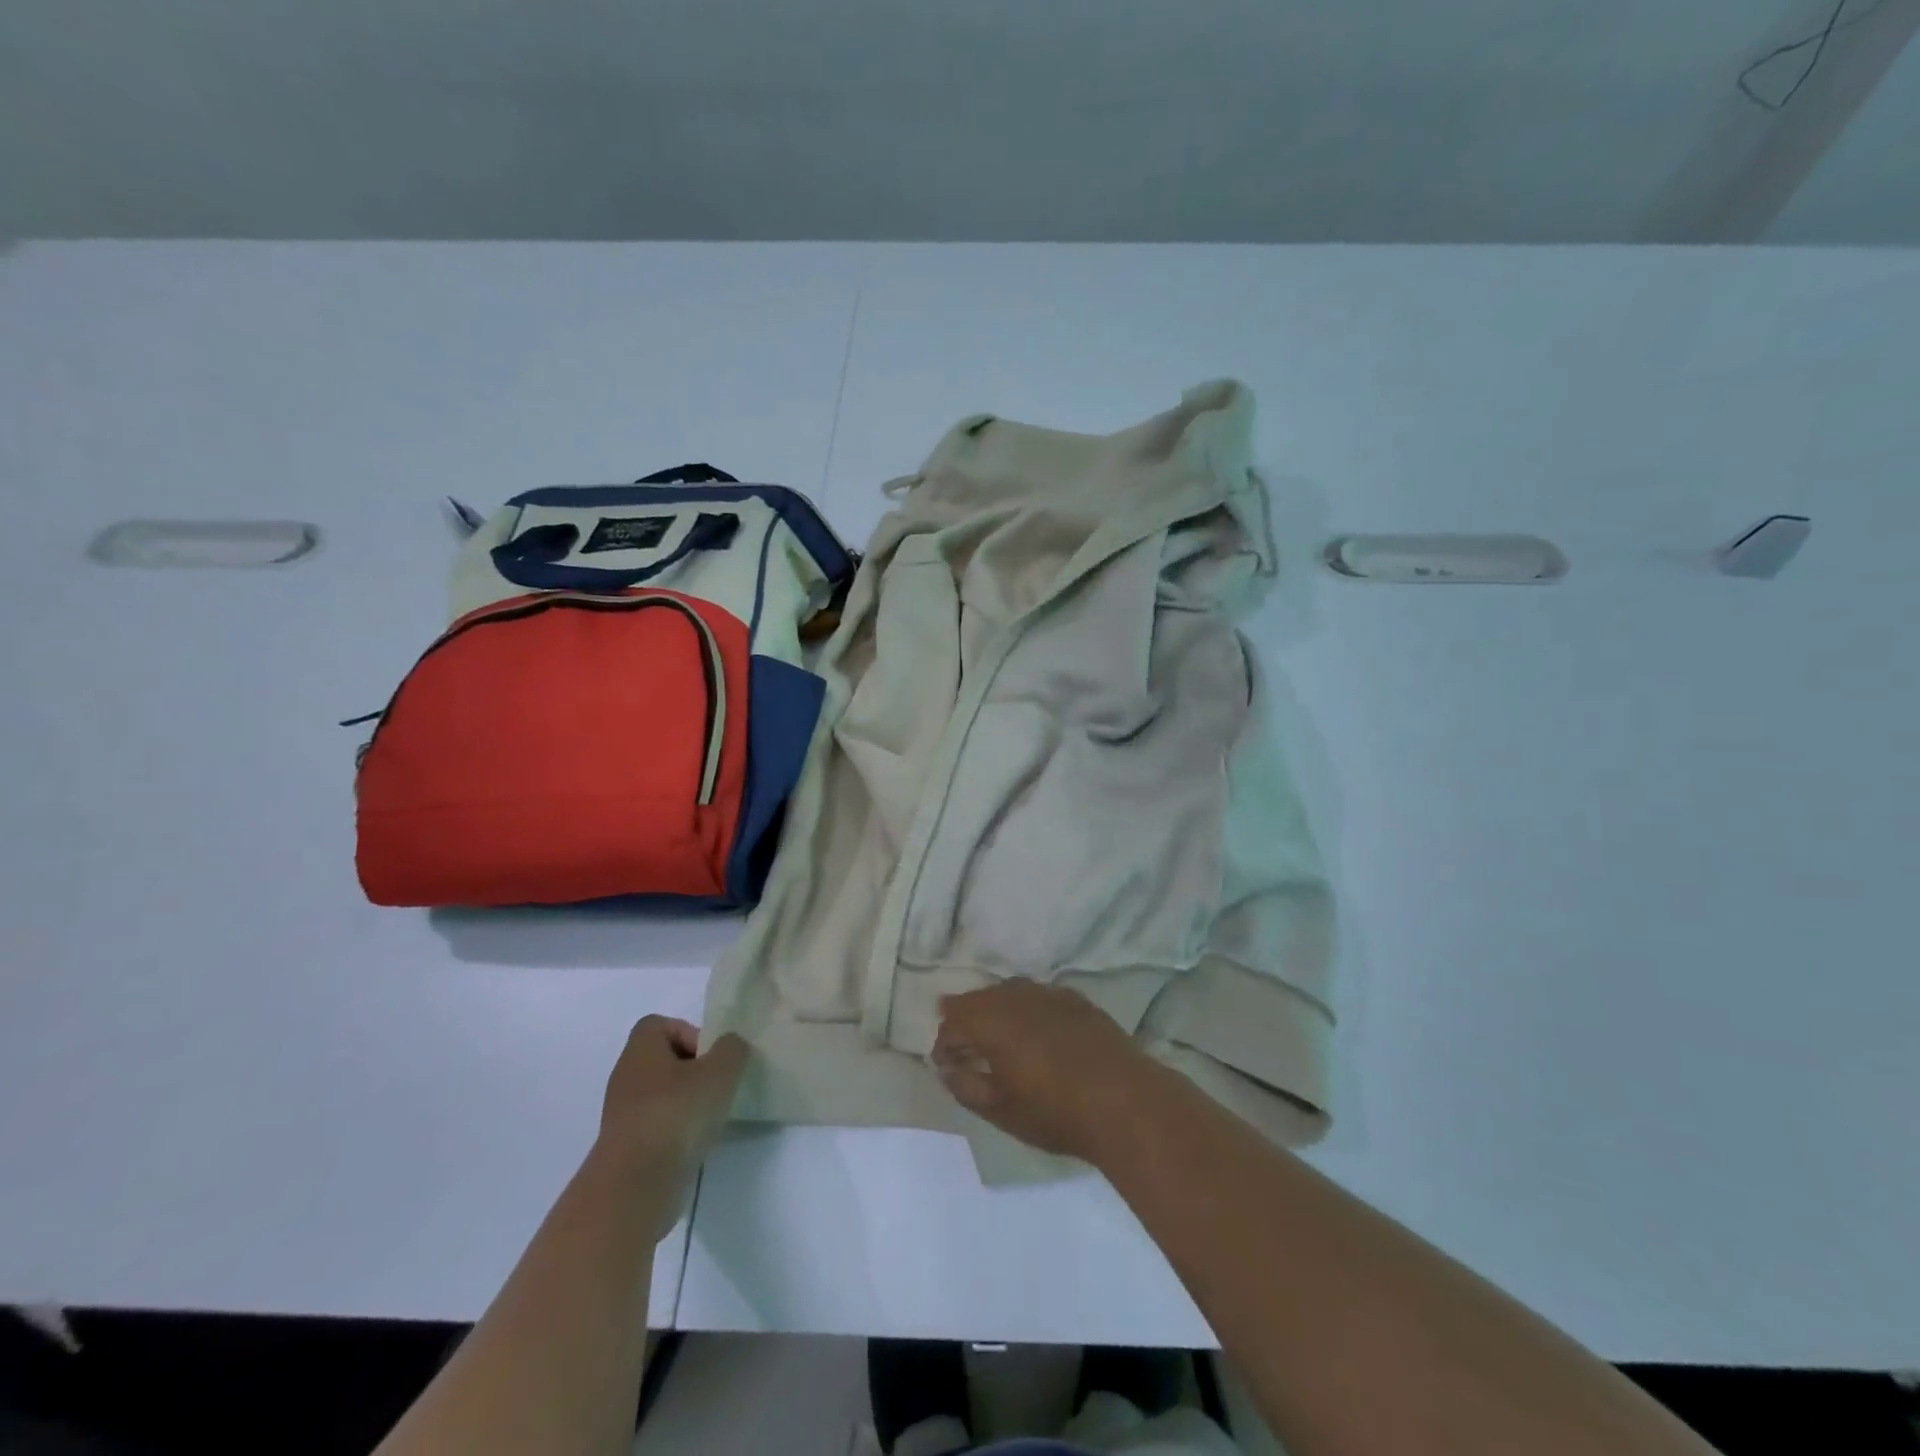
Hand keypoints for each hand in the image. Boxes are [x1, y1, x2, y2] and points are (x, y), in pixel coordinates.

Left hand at [596, 1017, 747, 1187]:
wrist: (634, 1187)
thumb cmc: (676, 1115)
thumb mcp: (720, 1072)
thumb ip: (732, 1049)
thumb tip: (730, 1045)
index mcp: (641, 1050)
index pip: (660, 1025)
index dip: (689, 1033)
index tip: (710, 1057)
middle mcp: (626, 1077)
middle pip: (664, 1060)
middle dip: (694, 1070)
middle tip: (716, 1086)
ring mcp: (623, 1115)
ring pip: (662, 1095)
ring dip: (688, 1102)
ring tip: (710, 1118)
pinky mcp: (627, 1148)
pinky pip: (657, 1126)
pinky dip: (677, 1131)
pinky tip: (695, 1144)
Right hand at [931, 980, 1163, 1162]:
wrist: (1125, 1101)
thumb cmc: (1055, 1111)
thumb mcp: (1001, 1110)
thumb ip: (966, 1086)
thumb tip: (947, 1069)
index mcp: (992, 1020)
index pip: (954, 1019)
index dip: (944, 1042)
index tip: (946, 1065)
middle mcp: (1017, 997)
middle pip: (981, 998)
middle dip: (968, 1019)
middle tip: (968, 1047)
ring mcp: (1050, 994)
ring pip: (1011, 992)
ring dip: (998, 1010)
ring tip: (1000, 1037)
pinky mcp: (1078, 1000)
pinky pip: (1041, 996)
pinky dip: (1029, 1009)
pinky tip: (1038, 1031)